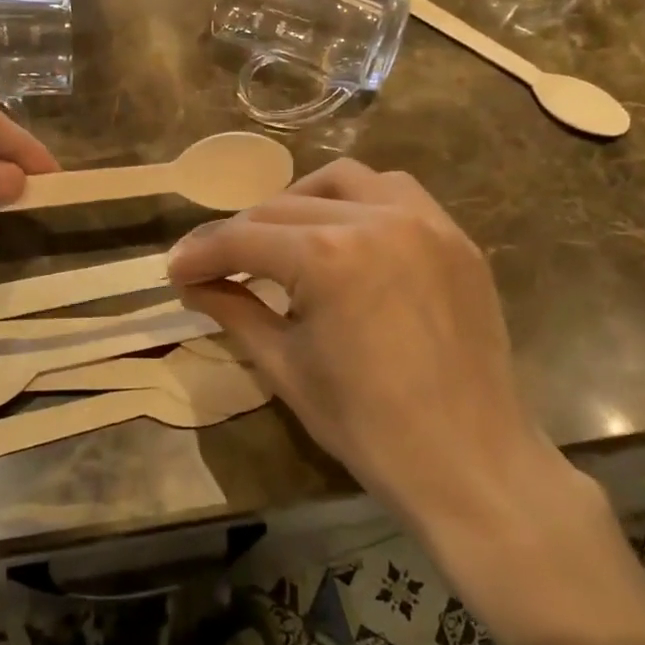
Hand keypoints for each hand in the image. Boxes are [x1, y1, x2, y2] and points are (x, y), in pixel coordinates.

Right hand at [166, 160, 572, 540]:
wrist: (470, 463)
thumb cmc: (367, 427)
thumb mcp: (285, 367)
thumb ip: (234, 311)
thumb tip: (191, 282)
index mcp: (327, 257)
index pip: (243, 239)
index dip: (201, 254)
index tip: (175, 270)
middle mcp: (375, 219)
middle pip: (284, 208)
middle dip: (242, 233)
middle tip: (218, 265)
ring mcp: (424, 222)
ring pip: (343, 181)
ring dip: (301, 201)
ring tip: (282, 237)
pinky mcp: (455, 237)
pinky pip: (397, 193)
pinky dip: (359, 201)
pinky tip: (346, 234)